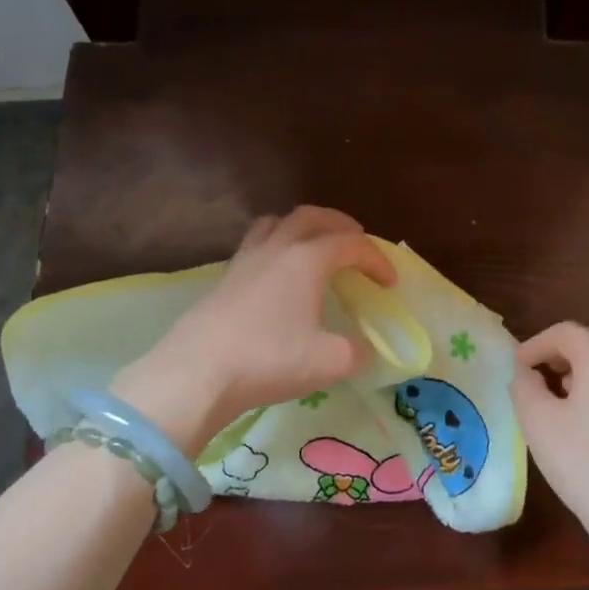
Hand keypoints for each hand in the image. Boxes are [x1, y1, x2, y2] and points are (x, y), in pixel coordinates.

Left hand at [113, 207, 394, 456]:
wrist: (198, 372)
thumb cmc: (270, 360)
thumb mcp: (329, 362)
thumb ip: (357, 353)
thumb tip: (366, 350)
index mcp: (307, 260)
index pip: (350, 244)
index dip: (376, 259)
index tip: (390, 283)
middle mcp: (276, 249)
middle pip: (311, 217)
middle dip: (340, 225)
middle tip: (356, 243)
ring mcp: (245, 261)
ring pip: (276, 224)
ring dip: (302, 228)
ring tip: (314, 247)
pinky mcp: (223, 279)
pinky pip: (255, 246)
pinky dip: (276, 247)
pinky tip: (277, 276)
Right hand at [513, 322, 588, 544]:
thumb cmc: (582, 461)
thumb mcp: (538, 422)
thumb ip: (524, 387)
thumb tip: (525, 372)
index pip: (565, 332)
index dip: (536, 344)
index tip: (516, 367)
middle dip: (569, 347)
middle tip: (546, 371)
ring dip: (588, 365)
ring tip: (562, 395)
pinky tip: (588, 418)